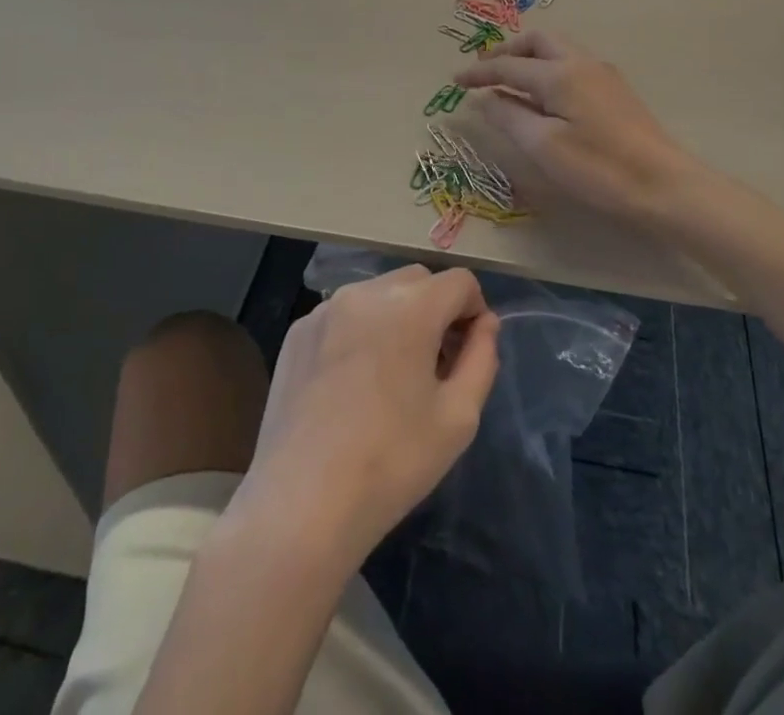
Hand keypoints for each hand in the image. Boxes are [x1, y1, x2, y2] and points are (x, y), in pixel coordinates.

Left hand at [226, 266, 499, 568]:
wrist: (301, 503)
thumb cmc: (392, 462)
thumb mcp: (458, 417)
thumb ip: (482, 358)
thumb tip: (485, 324)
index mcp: (411, 307)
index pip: (459, 281)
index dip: (474, 310)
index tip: (469, 351)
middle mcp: (367, 292)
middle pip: (418, 280)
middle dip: (437, 309)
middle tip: (436, 363)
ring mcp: (326, 308)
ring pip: (379, 294)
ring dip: (397, 317)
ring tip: (392, 374)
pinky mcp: (298, 331)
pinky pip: (343, 314)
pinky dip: (360, 331)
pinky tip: (352, 383)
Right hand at [453, 30, 704, 224]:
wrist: (664, 185)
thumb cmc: (598, 167)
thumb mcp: (543, 146)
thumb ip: (509, 117)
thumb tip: (483, 98)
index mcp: (559, 73)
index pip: (509, 66)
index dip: (479, 73)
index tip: (454, 81)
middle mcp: (581, 62)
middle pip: (537, 41)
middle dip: (507, 51)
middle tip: (484, 71)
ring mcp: (603, 74)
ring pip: (558, 50)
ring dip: (529, 58)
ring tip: (509, 82)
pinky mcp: (615, 90)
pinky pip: (572, 64)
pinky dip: (548, 69)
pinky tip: (543, 96)